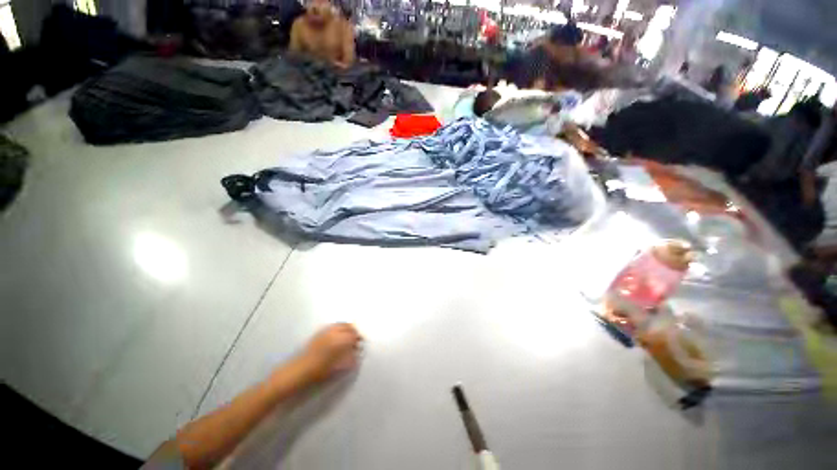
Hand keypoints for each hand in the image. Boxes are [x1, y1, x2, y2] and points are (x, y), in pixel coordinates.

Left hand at [299, 323, 362, 381]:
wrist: (298, 371)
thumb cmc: (319, 372)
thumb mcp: (337, 367)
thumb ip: (349, 359)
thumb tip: (357, 353)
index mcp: (339, 340)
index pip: (354, 335)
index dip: (358, 339)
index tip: (360, 345)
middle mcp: (333, 332)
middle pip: (348, 326)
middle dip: (353, 332)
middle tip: (356, 340)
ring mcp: (325, 331)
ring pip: (341, 324)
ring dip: (347, 329)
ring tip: (348, 337)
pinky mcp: (319, 333)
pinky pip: (333, 326)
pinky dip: (339, 328)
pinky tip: (338, 337)